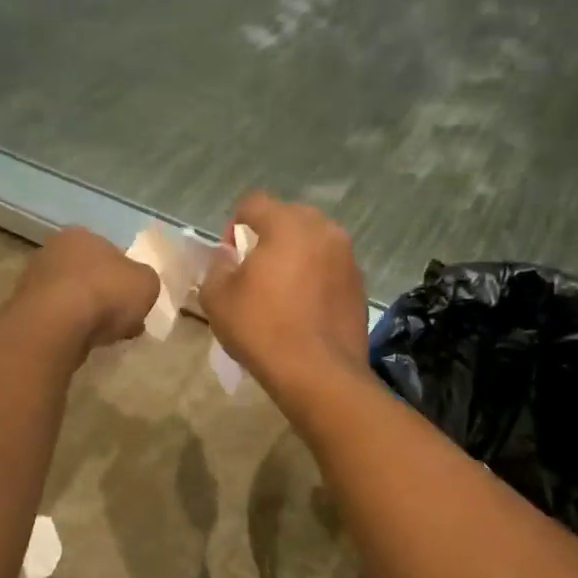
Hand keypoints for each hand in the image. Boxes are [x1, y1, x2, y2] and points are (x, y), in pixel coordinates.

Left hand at [14, 227, 159, 350]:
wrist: (56, 325)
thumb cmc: (105, 292)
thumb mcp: (147, 283)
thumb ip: (146, 281)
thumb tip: (138, 288)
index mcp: (81, 235)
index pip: (110, 252)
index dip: (126, 276)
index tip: (136, 299)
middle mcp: (53, 251)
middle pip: (89, 275)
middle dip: (107, 296)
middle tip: (124, 319)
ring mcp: (34, 281)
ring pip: (73, 298)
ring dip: (89, 314)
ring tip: (107, 336)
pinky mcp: (25, 311)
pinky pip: (59, 319)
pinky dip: (72, 329)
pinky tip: (85, 342)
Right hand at [199, 193, 367, 400]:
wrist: (320, 374)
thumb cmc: (263, 329)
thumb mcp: (218, 298)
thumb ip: (217, 266)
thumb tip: (228, 255)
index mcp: (288, 225)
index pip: (254, 203)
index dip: (235, 224)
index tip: (231, 257)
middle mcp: (324, 230)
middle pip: (288, 217)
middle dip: (269, 236)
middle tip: (255, 271)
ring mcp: (347, 257)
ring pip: (314, 242)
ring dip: (295, 255)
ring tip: (281, 290)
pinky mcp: (360, 284)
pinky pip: (330, 267)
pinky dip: (316, 276)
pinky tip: (305, 307)